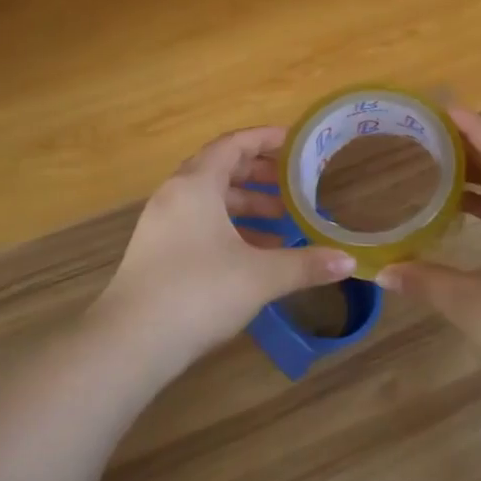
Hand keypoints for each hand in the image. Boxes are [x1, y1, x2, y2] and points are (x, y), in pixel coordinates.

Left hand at [95, 126, 355, 370]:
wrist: (131, 341)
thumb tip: (349, 262)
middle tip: (293, 185)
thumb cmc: (199, 292)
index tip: (294, 143)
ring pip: (209, 201)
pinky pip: (198, 225)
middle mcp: (174, 195)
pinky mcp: (156, 252)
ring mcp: (161, 225)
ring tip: (282, 222)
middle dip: (259, 175)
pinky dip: (228, 229)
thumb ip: (306, 264)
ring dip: (245, 206)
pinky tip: (254, 255)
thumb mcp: (260, 276)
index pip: (233, 145)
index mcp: (196, 185)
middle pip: (220, 170)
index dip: (265, 139)